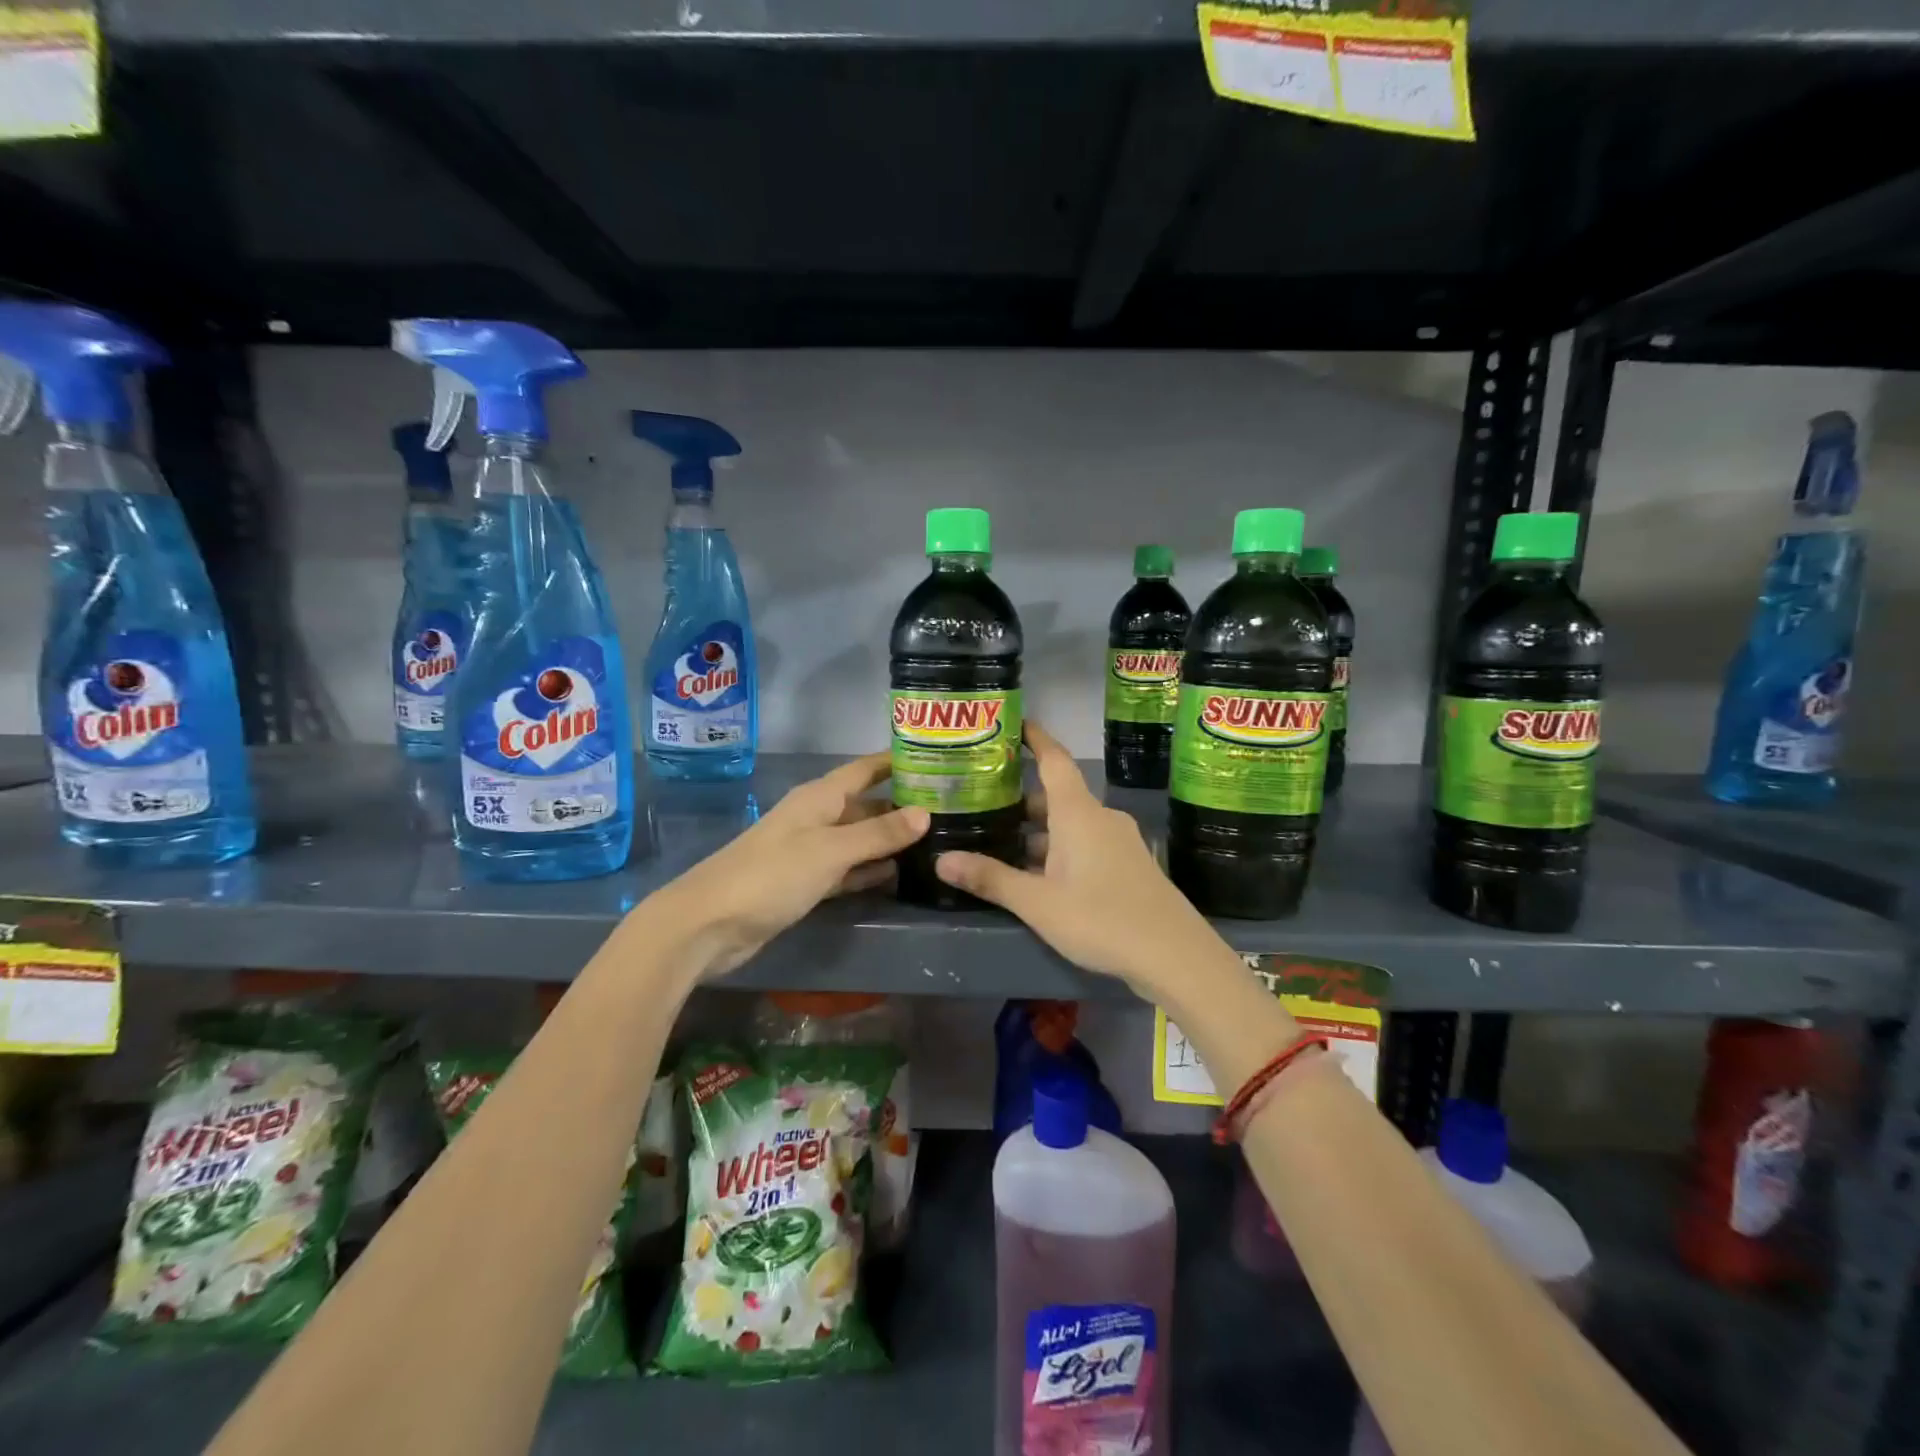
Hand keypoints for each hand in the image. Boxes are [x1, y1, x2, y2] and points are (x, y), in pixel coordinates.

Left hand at [653, 754, 928, 979]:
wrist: (710, 925)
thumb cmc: (772, 875)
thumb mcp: (831, 850)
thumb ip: (878, 832)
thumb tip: (925, 813)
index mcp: (820, 797)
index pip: (865, 769)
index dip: (896, 761)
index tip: (937, 757)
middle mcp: (817, 817)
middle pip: (866, 804)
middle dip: (902, 805)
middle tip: (950, 809)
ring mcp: (810, 851)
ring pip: (859, 838)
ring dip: (889, 840)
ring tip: (935, 842)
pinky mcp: (805, 883)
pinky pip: (846, 869)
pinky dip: (869, 870)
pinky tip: (897, 874)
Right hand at [933, 721, 1242, 1001]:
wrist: (1175, 956)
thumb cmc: (1102, 918)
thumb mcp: (1038, 903)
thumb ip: (991, 879)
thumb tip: (940, 860)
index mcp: (1079, 813)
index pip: (1054, 760)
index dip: (1035, 739)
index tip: (1014, 724)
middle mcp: (1100, 819)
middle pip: (1057, 796)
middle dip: (1022, 799)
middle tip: (984, 801)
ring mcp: (1118, 842)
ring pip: (1070, 825)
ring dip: (1039, 831)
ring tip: (1001, 842)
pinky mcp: (1128, 866)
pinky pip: (1086, 845)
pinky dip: (1059, 850)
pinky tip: (1039, 876)